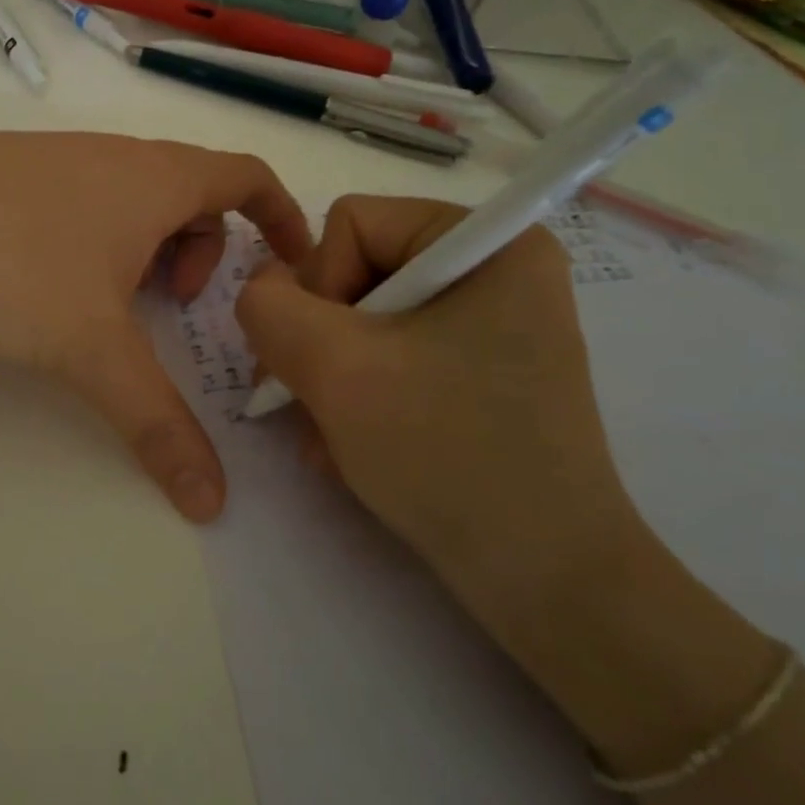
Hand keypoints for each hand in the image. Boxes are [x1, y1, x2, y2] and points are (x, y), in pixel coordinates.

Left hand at [0, 117, 310, 520]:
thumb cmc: (15, 261)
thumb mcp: (93, 348)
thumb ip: (155, 421)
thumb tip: (212, 502)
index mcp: (158, 179)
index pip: (249, 177)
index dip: (281, 217)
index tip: (290, 267)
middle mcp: (116, 158)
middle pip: (191, 193)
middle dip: (202, 251)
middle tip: (174, 307)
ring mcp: (60, 161)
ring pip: (131, 201)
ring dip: (143, 250)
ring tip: (110, 306)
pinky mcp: (10, 177)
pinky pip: (82, 205)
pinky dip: (94, 243)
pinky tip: (48, 288)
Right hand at [234, 195, 641, 640]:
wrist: (544, 581)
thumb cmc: (447, 453)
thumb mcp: (335, 368)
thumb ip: (270, 308)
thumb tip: (261, 291)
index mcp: (488, 243)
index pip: (352, 223)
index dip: (319, 286)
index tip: (327, 359)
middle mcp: (494, 273)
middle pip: (354, 274)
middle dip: (320, 345)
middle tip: (310, 405)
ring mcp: (489, 329)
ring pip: (362, 324)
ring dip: (330, 381)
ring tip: (332, 440)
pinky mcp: (478, 376)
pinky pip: (390, 361)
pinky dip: (357, 401)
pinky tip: (353, 449)